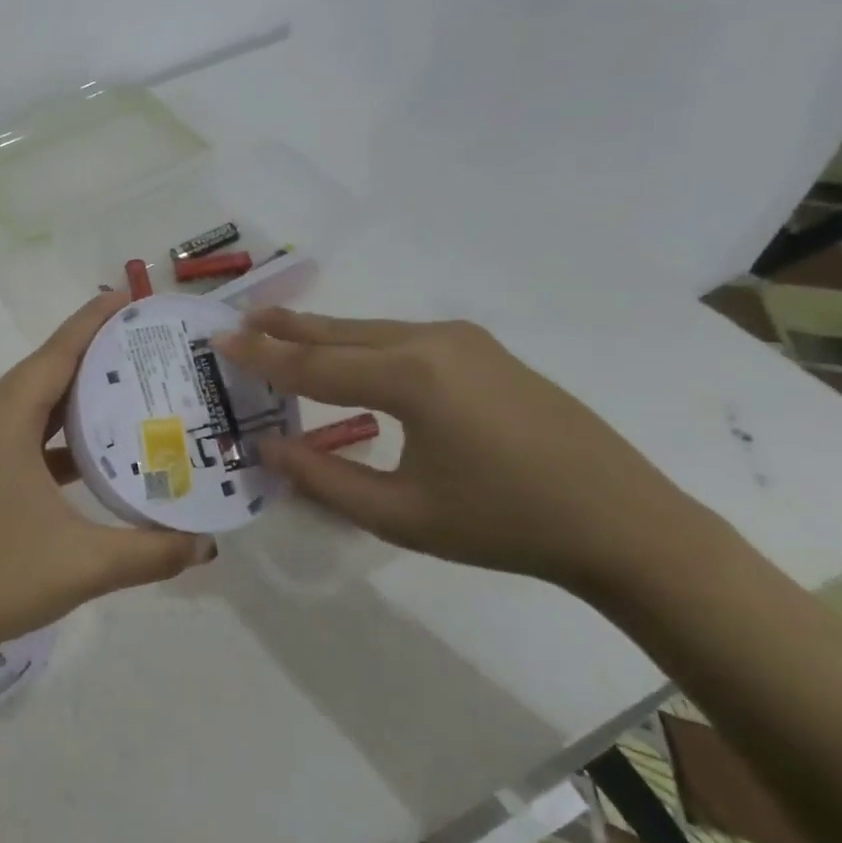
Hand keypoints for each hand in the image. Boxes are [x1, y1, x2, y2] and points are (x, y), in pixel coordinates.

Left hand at [0, 291, 207, 666]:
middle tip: (146, 339)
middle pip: (45, 369)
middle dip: (92, 349)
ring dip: (77, 389)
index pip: (55, 354)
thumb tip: (208, 545)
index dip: (92, 322)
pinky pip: (29, 431)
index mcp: (6, 422)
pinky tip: (100, 444)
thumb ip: (153, 551)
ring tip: (131, 381)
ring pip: (36, 401)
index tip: (129, 297)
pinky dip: (63, 427)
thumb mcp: (86, 564)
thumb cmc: (2, 578)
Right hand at [213, 310, 720, 593]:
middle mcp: (433, 342)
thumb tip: (267, 450)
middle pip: (340, 332)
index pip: (314, 364)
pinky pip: (403, 339)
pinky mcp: (483, 352)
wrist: (623, 522)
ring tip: (279, 330)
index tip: (218, 340)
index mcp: (411, 377)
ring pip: (372, 331)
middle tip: (239, 318)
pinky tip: (347, 355)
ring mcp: (464, 342)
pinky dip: (361, 344)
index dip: (262, 356)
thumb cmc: (505, 524)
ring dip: (323, 334)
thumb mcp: (401, 515)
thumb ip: (325, 478)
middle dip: (287, 327)